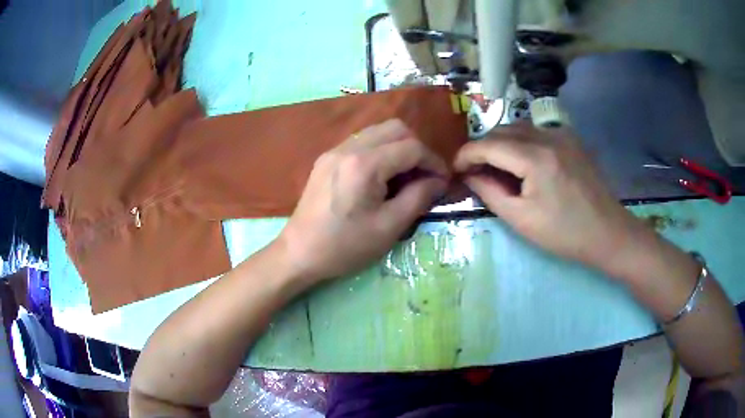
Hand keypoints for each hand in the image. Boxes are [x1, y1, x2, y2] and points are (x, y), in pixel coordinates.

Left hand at [278, 119, 448, 282]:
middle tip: (423, 175)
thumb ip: (418, 197)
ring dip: (398, 147)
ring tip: (404, 176)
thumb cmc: (345, 246)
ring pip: (377, 131)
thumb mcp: (389, 227)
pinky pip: (361, 142)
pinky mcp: (326, 158)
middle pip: (395, 128)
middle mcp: (349, 147)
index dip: (433, 161)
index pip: (411, 147)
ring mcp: (334, 150)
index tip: (442, 180)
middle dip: (416, 148)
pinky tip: (381, 177)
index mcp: (365, 164)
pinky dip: (380, 151)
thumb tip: (439, 181)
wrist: (299, 252)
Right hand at [454, 123, 649, 272]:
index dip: (466, 154)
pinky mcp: (571, 139)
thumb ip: (490, 192)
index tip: (456, 169)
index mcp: (535, 159)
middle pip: (501, 130)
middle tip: (475, 171)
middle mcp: (548, 136)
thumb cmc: (564, 233)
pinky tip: (524, 163)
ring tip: (497, 167)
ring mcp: (562, 134)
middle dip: (482, 147)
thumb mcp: (521, 219)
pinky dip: (521, 142)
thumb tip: (470, 175)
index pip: (488, 144)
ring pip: (519, 127)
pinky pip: (537, 132)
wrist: (607, 232)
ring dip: (501, 142)